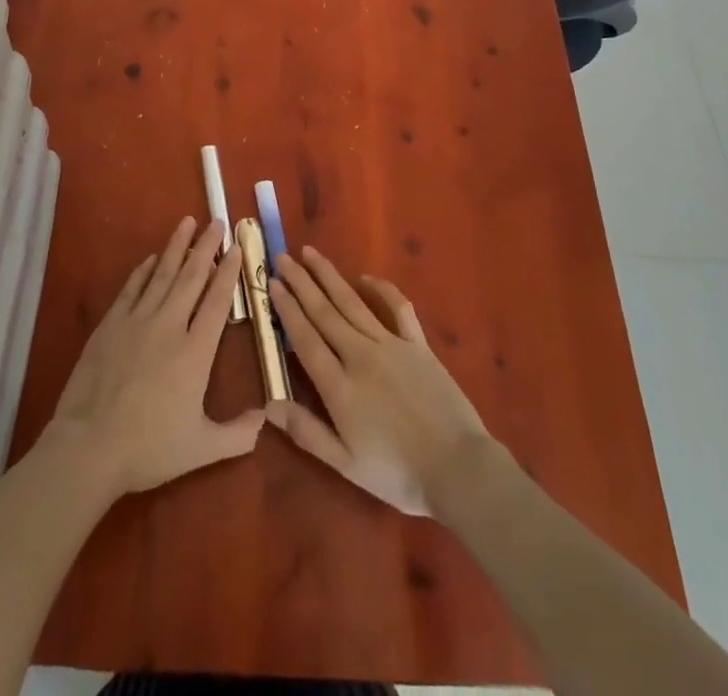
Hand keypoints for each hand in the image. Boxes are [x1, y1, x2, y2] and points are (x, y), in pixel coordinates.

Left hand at [42, 216, 263, 498]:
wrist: (89, 446)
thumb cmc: (149, 448)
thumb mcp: (202, 448)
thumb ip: (238, 434)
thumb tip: (267, 417)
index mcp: (196, 351)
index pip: (218, 301)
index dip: (228, 272)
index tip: (236, 247)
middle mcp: (170, 326)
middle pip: (191, 277)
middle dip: (206, 247)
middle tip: (216, 221)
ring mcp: (137, 321)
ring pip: (162, 274)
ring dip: (176, 247)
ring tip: (187, 222)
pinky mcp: (111, 325)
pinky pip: (132, 289)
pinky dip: (143, 271)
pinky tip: (151, 259)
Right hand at [266, 246, 494, 517]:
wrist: (458, 468)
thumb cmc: (398, 473)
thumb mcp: (346, 464)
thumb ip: (307, 432)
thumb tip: (268, 404)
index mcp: (339, 386)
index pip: (305, 338)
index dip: (287, 310)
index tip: (272, 284)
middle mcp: (360, 355)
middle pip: (324, 312)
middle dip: (301, 283)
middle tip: (283, 258)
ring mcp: (390, 345)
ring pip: (352, 302)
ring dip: (330, 276)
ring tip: (311, 254)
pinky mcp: (417, 344)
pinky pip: (397, 307)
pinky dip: (382, 288)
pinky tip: (366, 277)